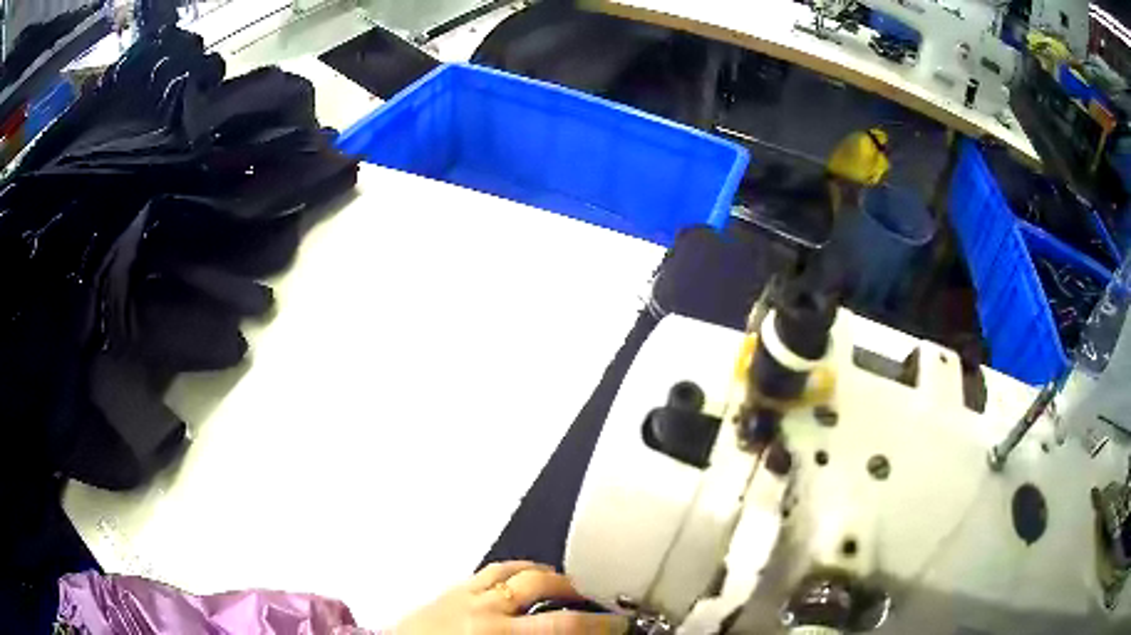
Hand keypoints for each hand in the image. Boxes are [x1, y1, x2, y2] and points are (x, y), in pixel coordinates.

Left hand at [392, 561, 626, 633]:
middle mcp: (486, 609)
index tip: (619, 626)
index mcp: (498, 634)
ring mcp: (468, 593)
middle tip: (600, 605)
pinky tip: (528, 575)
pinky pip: (493, 569)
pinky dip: (518, 569)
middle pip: (545, 588)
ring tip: (571, 585)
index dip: (599, 625)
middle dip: (581, 596)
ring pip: (520, 571)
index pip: (563, 625)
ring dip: (551, 576)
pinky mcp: (454, 587)